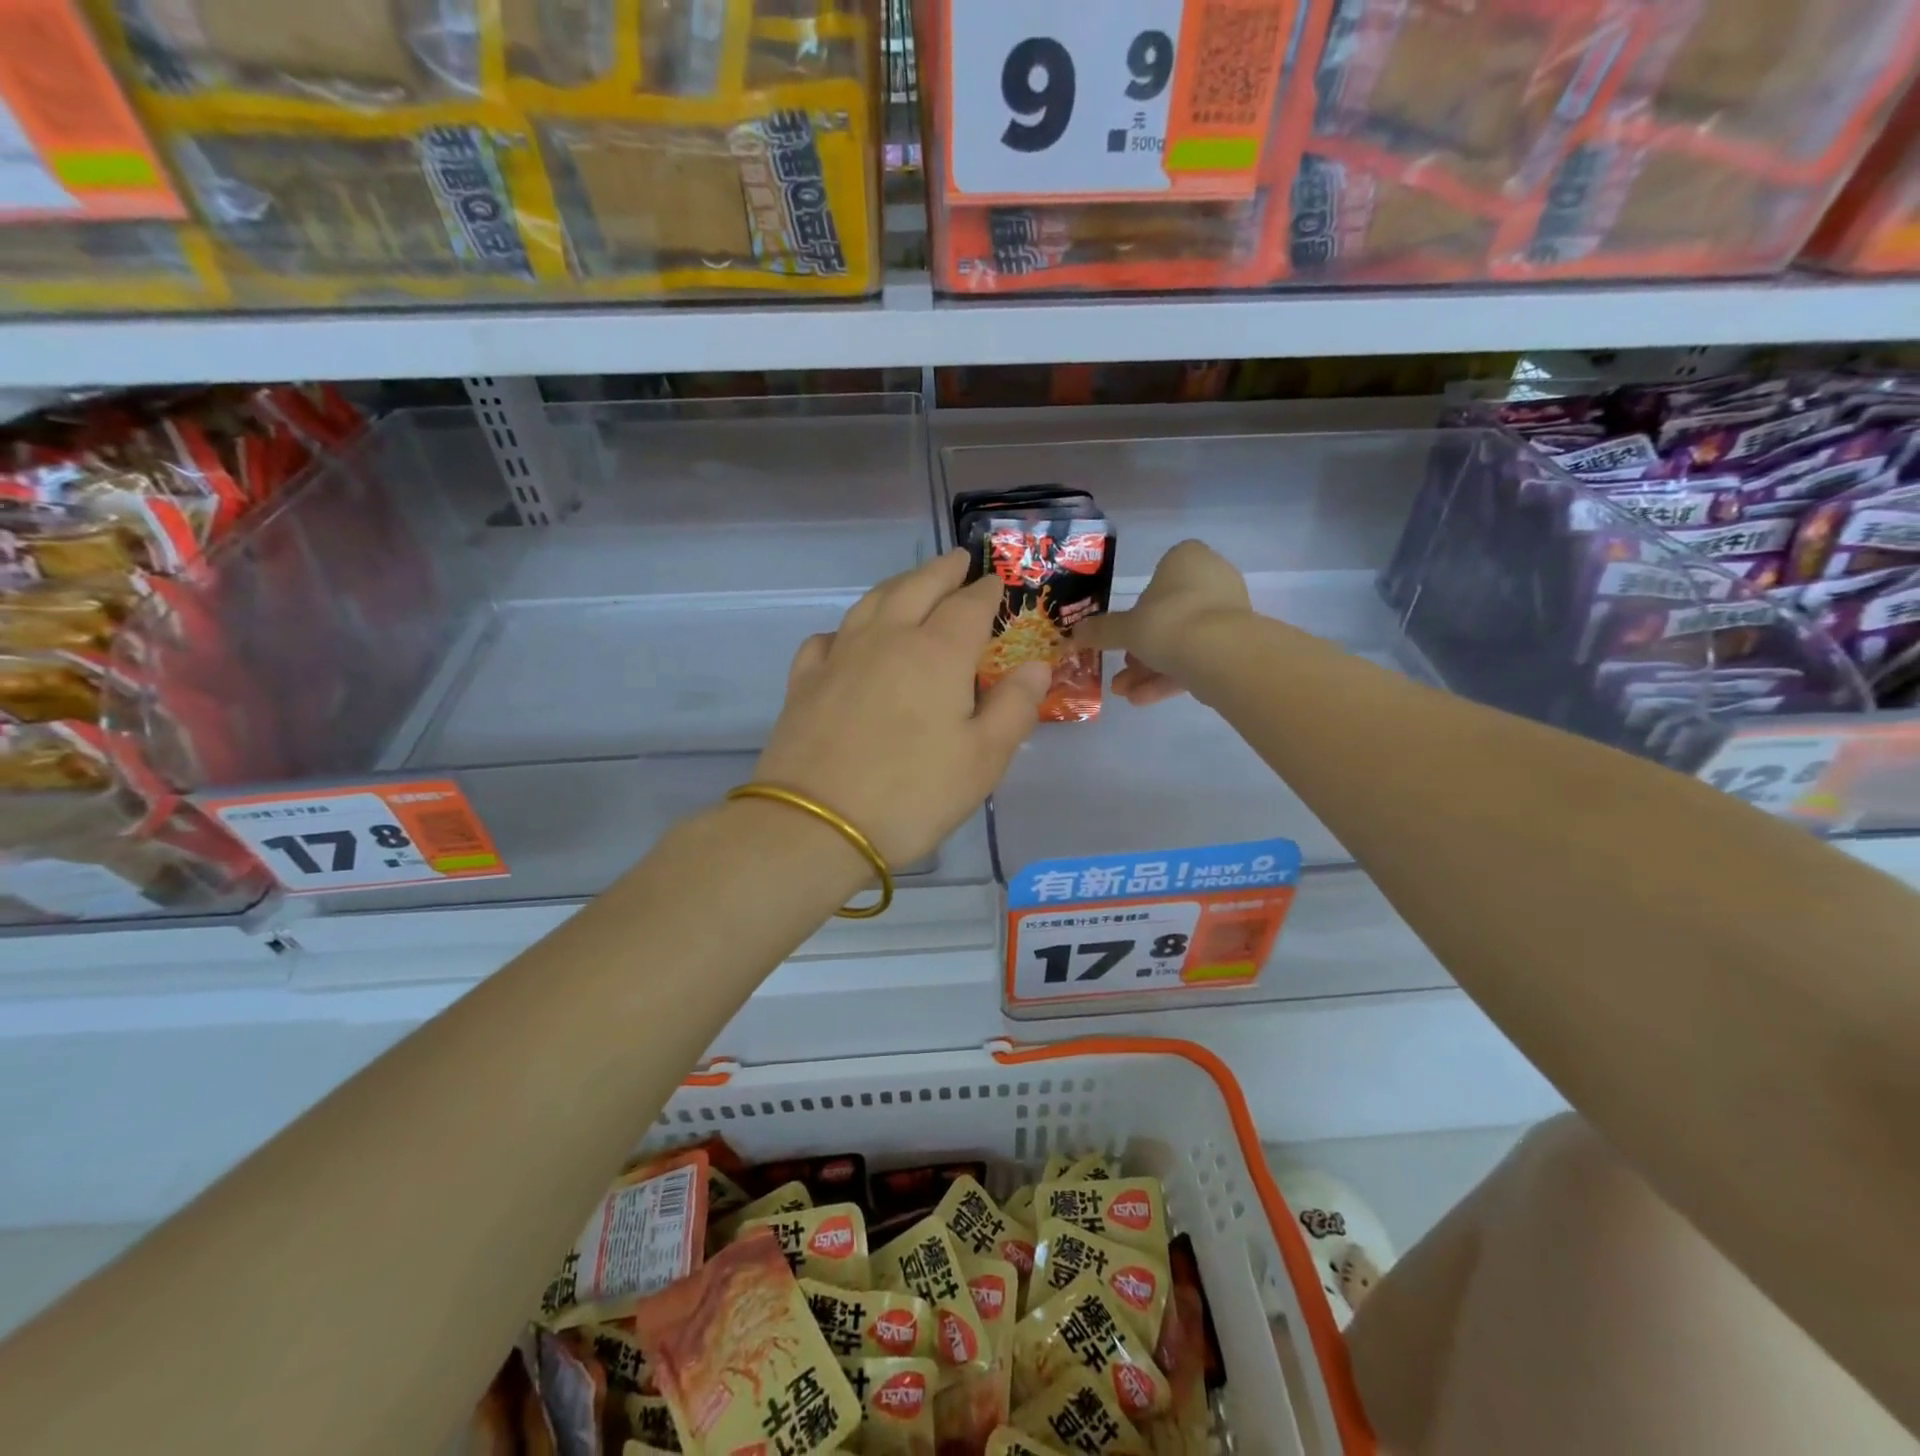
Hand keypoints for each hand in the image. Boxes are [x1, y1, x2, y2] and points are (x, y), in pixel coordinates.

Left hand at [752, 550, 1051, 865]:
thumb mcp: (983, 760)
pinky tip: (849, 639)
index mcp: (937, 653)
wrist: (814, 825)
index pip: (969, 606)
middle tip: (957, 560)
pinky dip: (847, 628)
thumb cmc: (912, 795)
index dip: (986, 590)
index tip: (997, 581)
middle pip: (917, 587)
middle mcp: (887, 639)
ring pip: (871, 602)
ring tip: (912, 584)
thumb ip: (1014, 708)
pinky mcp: (804, 681)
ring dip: (898, 585)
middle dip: (942, 571)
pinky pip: (828, 638)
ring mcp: (840, 656)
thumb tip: (1036, 667)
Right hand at [1074, 540, 1251, 705]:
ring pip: (1182, 640)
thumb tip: (1074, 633)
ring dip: (1151, 668)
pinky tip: (1143, 700)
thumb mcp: (1125, 629)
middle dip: (1142, 646)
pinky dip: (1172, 677)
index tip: (1124, 631)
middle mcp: (1212, 579)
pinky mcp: (1237, 644)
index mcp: (1187, 559)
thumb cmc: (1168, 623)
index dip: (1138, 606)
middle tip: (1122, 668)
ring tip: (1125, 693)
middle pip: (1169, 614)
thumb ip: (1101, 631)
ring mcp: (1228, 613)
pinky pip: (1198, 657)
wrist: (1222, 655)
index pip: (1159, 576)